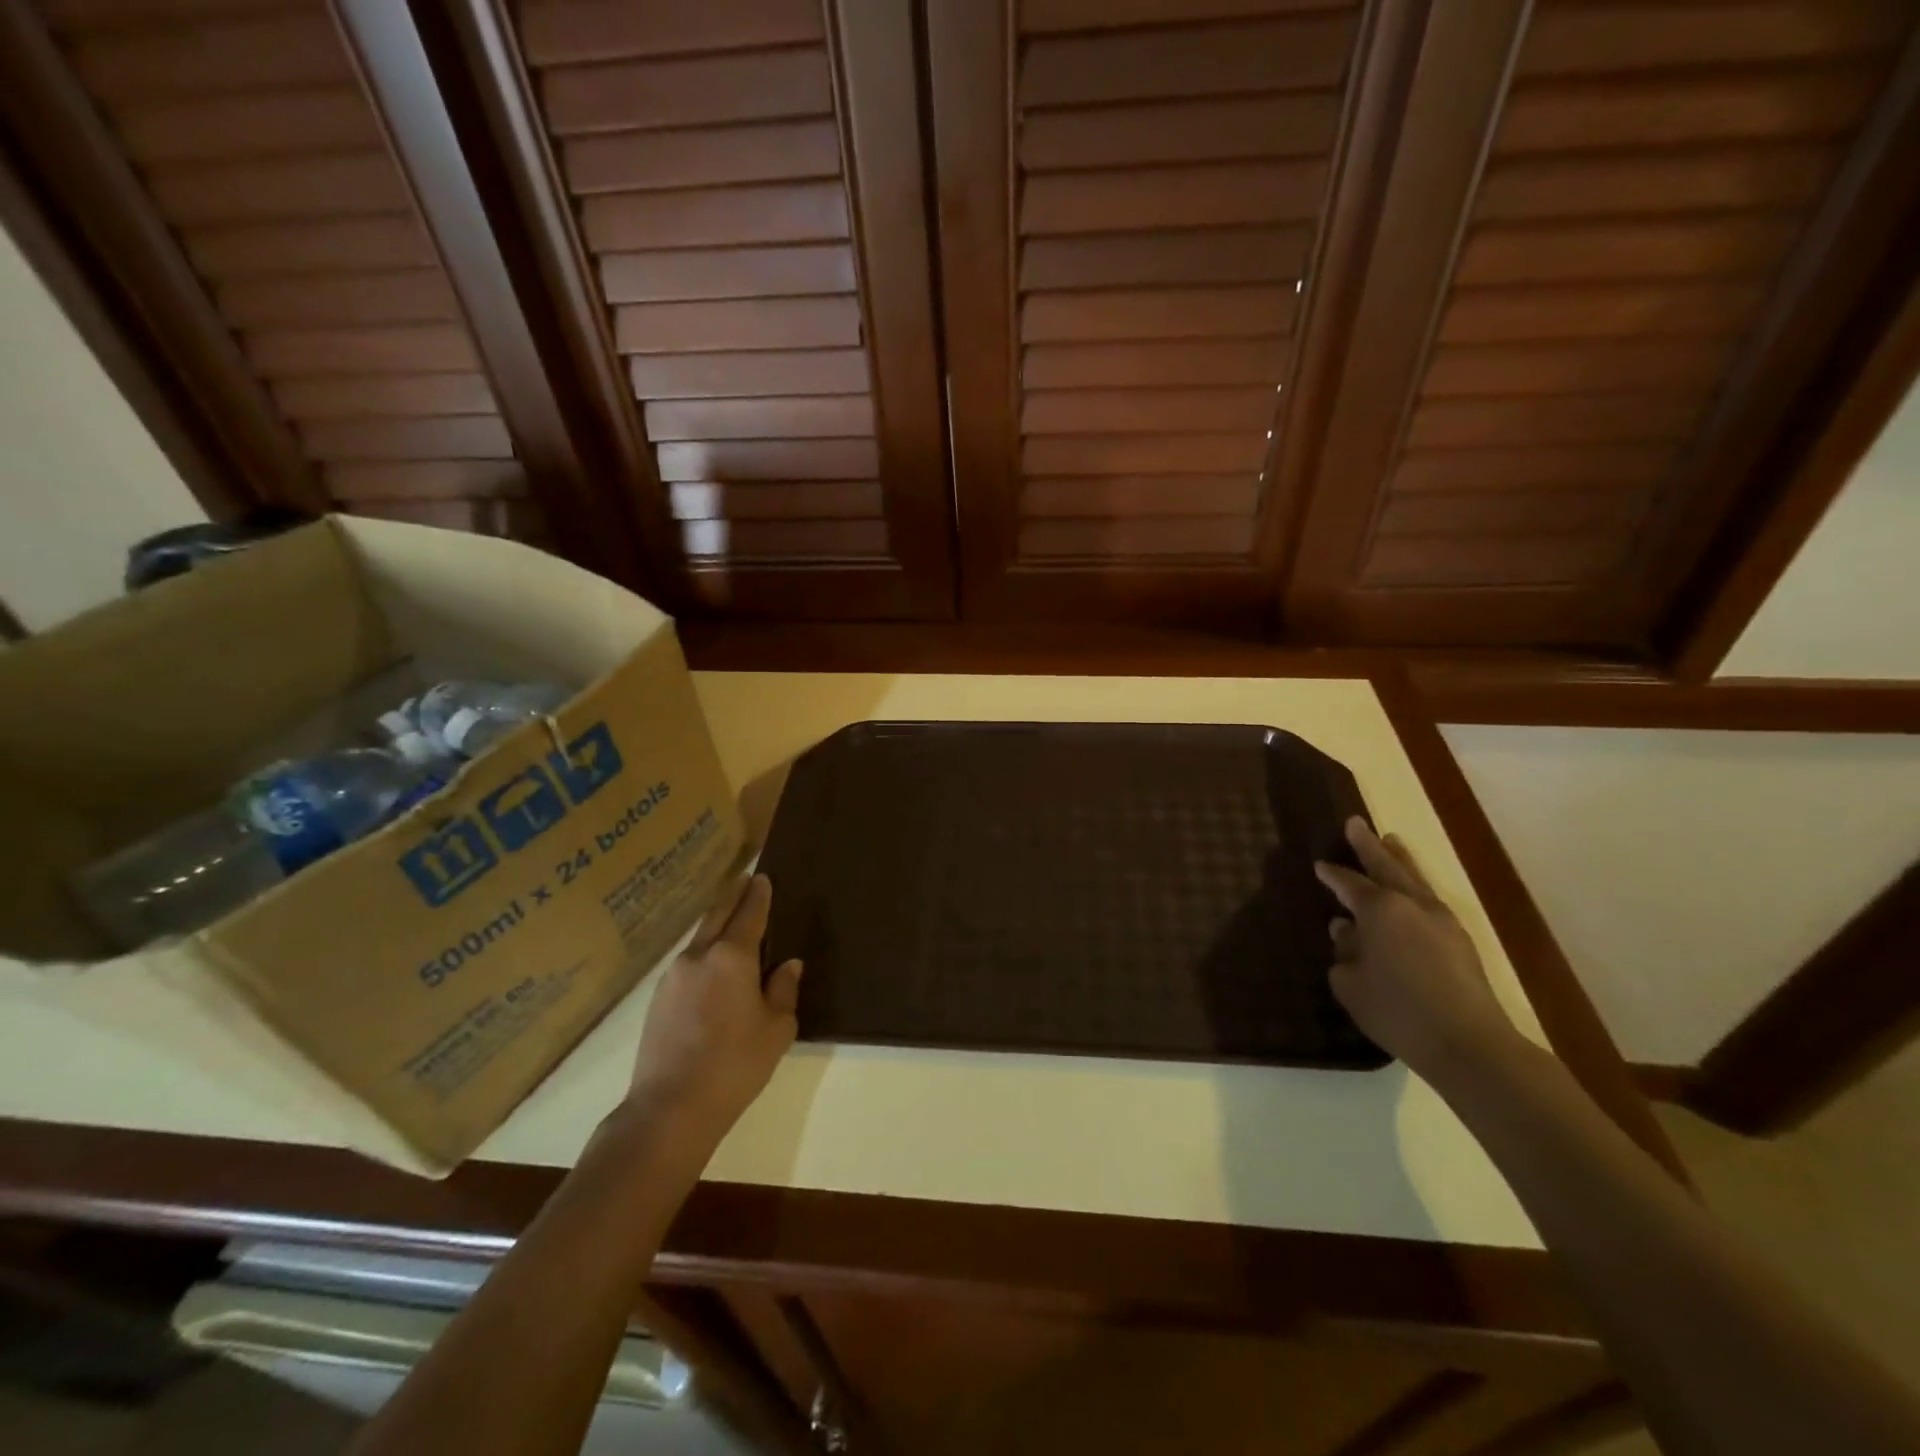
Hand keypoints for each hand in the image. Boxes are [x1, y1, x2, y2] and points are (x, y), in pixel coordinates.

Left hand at [628, 875, 801, 1144]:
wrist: (670, 1108)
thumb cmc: (735, 1065)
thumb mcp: (776, 1029)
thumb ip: (783, 990)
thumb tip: (787, 965)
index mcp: (732, 956)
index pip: (749, 913)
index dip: (758, 894)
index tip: (763, 877)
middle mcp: (699, 956)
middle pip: (717, 914)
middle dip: (732, 896)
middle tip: (745, 882)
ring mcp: (672, 976)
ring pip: (699, 938)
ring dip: (715, 925)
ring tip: (731, 925)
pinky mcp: (657, 998)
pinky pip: (687, 963)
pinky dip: (703, 954)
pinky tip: (711, 969)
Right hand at [1316, 818, 1518, 1087]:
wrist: (1468, 1043)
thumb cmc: (1397, 1010)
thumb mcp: (1350, 983)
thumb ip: (1343, 951)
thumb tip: (1346, 931)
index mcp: (1380, 909)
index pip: (1348, 883)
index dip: (1332, 875)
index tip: (1319, 866)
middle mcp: (1412, 904)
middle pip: (1387, 866)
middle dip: (1368, 845)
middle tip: (1355, 823)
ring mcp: (1442, 920)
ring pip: (1415, 878)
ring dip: (1399, 859)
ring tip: (1391, 840)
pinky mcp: (1461, 941)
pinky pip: (1429, 900)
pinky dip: (1415, 886)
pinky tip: (1410, 893)